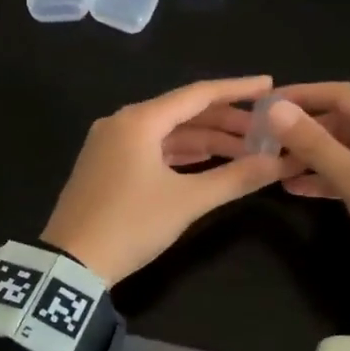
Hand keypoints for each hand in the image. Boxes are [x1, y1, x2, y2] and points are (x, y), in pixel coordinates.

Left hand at [41, 76, 296, 283]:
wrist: (71, 264)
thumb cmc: (131, 225)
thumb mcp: (187, 202)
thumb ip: (235, 178)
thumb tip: (278, 163)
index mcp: (139, 120)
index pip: (198, 94)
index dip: (237, 90)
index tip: (270, 86)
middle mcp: (122, 123)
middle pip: (183, 112)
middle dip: (225, 121)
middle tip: (265, 131)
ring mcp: (110, 144)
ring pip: (167, 133)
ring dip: (205, 140)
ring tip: (245, 150)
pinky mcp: (106, 166)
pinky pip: (152, 149)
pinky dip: (181, 154)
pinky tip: (207, 161)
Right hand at [265, 82, 349, 319]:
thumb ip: (315, 145)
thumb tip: (275, 109)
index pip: (342, 95)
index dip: (302, 95)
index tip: (264, 105)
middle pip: (343, 123)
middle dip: (304, 129)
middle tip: (264, 141)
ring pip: (346, 153)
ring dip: (312, 157)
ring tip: (274, 167)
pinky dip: (327, 180)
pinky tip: (297, 190)